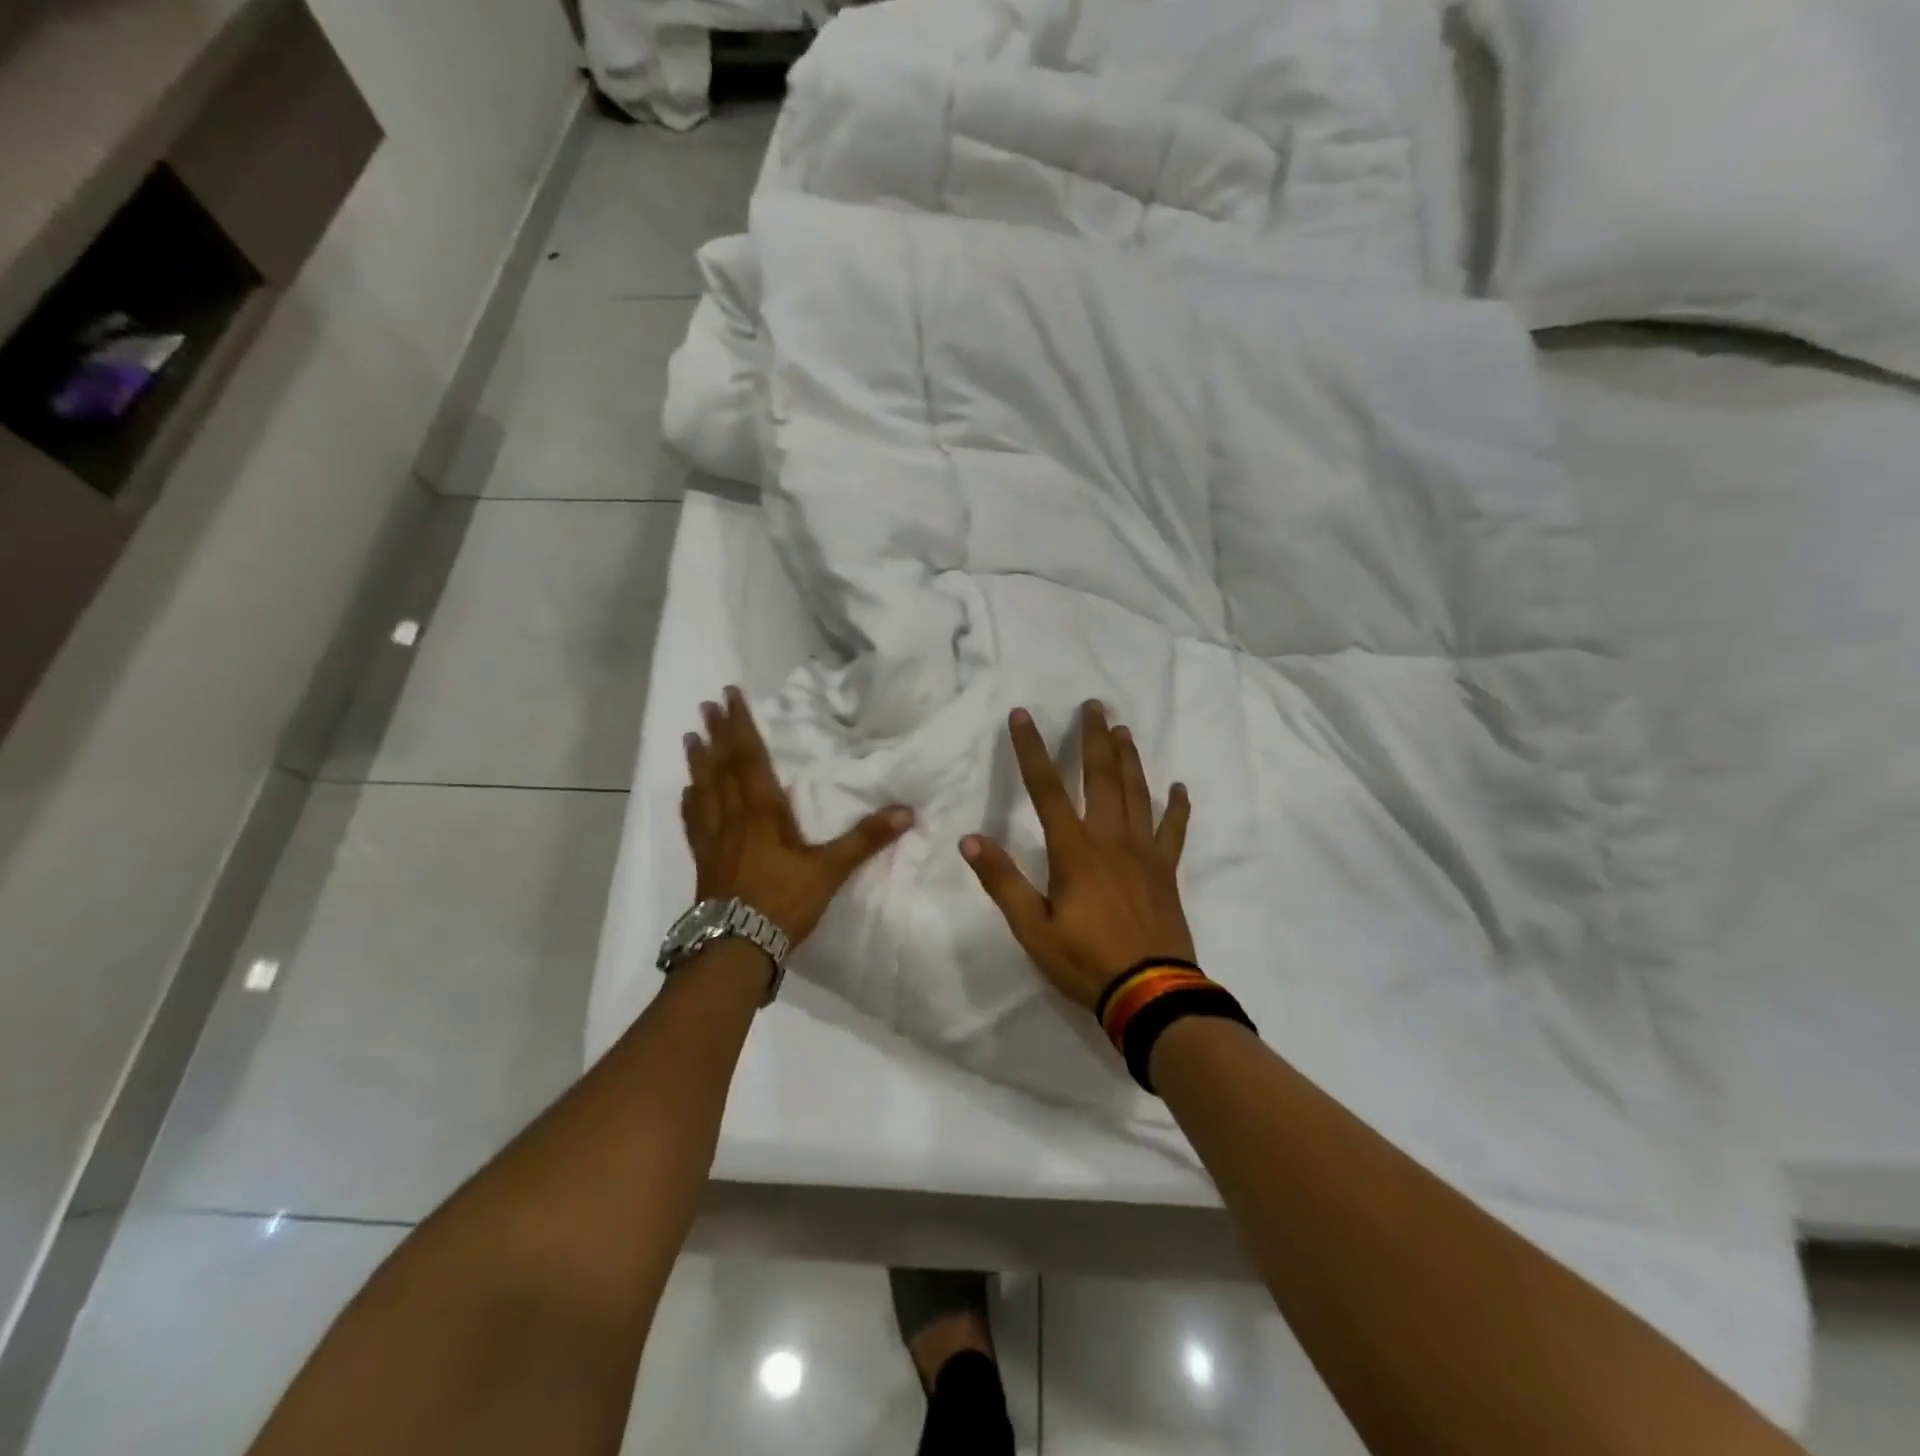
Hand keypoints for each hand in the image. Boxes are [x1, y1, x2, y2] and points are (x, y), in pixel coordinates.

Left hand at [682, 686, 913, 946]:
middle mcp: (733, 817)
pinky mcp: (704, 860)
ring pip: (703, 789)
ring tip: (691, 737)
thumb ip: (865, 840)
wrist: (736, 947)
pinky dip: (691, 802)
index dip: (741, 726)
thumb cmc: (783, 903)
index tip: (730, 696)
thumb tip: (907, 812)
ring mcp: (713, 839)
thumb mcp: (830, 871)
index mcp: (762, 812)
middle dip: (717, 734)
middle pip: (722, 767)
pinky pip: (694, 822)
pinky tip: (688, 793)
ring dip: (698, 761)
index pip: (750, 758)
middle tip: (707, 706)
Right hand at [961, 702, 1194, 1009]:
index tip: (1022, 715)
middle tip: (1093, 705)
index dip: (1031, 749)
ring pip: (1137, 792)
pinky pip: (1173, 830)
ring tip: (1124, 729)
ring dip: (1129, 758)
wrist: (1151, 992)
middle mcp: (1111, 838)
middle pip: (1102, 776)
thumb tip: (970, 839)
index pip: (1046, 788)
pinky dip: (1177, 806)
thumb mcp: (1032, 928)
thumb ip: (1002, 881)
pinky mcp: (1166, 870)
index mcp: (1074, 849)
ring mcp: (1143, 852)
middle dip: (1094, 738)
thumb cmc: (1085, 960)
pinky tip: (1178, 787)